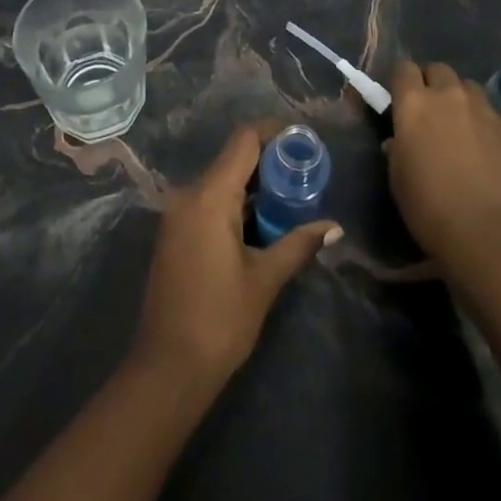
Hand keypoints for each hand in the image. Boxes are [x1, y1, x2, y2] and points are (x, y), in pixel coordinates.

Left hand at [131, 126, 340, 386]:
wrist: (167, 368)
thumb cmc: (220, 321)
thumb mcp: (264, 280)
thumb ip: (298, 245)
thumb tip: (334, 227)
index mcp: (209, 197)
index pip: (242, 142)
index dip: (272, 132)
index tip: (301, 137)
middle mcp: (188, 195)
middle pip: (231, 158)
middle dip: (267, 160)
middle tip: (304, 170)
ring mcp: (177, 214)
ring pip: (219, 180)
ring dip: (252, 184)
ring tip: (290, 194)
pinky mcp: (174, 233)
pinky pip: (208, 200)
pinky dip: (235, 202)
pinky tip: (261, 220)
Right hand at [385, 60, 500, 268]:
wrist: (487, 233)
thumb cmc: (429, 206)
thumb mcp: (397, 176)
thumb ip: (397, 147)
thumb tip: (400, 139)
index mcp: (414, 104)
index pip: (403, 68)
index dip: (401, 81)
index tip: (400, 98)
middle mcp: (449, 97)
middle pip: (439, 69)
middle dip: (433, 83)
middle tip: (431, 111)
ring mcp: (484, 112)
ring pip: (469, 88)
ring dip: (461, 100)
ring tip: (461, 126)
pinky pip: (492, 116)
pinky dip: (484, 126)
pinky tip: (485, 153)